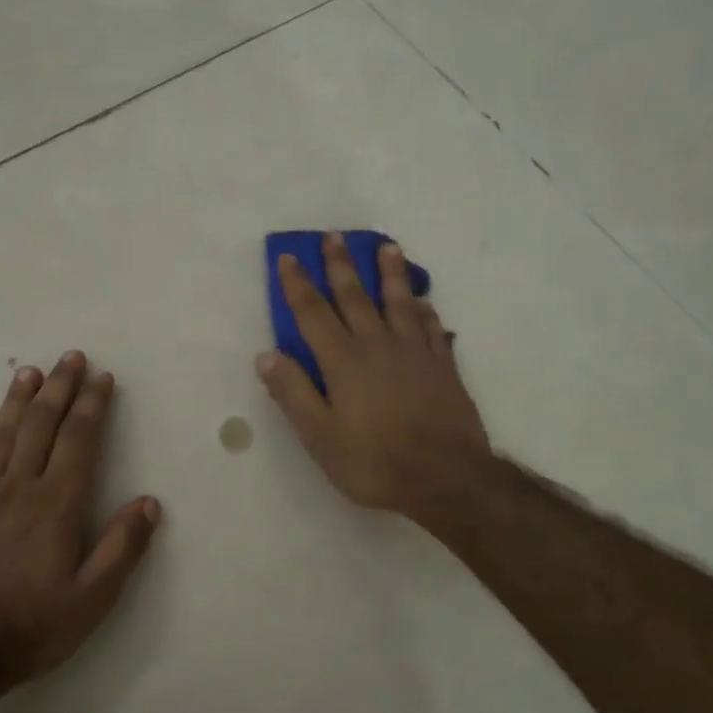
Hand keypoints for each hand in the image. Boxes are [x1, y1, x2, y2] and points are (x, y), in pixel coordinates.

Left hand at [0, 352, 160, 684]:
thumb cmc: (33, 626)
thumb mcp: (92, 598)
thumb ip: (122, 547)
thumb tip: (149, 502)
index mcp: (56, 504)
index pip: (79, 440)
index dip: (92, 405)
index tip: (102, 377)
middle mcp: (19, 488)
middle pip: (41, 425)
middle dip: (59, 388)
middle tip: (70, 357)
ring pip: (3, 434)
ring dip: (19, 399)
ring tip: (30, 371)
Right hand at [256, 235, 491, 519]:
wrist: (446, 477)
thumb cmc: (375, 461)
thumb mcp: (320, 437)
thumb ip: (293, 393)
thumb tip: (266, 355)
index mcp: (343, 361)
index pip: (313, 313)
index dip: (298, 284)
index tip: (288, 257)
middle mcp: (377, 345)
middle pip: (355, 296)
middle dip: (341, 265)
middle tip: (334, 236)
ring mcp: (415, 352)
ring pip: (399, 302)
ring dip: (390, 272)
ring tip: (387, 246)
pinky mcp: (443, 365)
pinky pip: (432, 327)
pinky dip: (425, 310)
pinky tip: (423, 301)